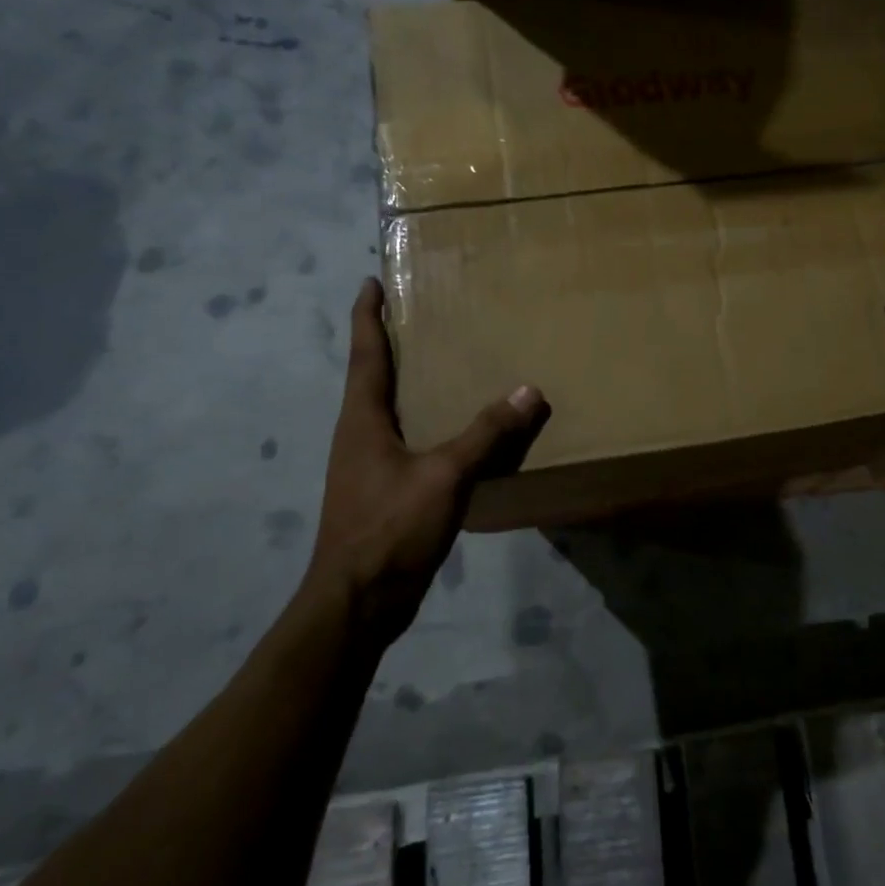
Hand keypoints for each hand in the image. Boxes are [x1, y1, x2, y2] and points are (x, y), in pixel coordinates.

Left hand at [309, 278, 546, 638]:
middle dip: (390, 342)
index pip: (365, 353)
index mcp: (363, 419)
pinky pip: (405, 440)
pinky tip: (453, 428)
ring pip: (388, 409)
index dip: (367, 315)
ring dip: (407, 382)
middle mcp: (359, 435)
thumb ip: (486, 433)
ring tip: (442, 363)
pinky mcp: (381, 491)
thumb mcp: (444, 475)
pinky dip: (425, 421)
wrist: (356, 604)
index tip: (371, 281)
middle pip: (372, 376)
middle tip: (422, 313)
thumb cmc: (390, 528)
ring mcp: (367, 465)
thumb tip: (528, 391)